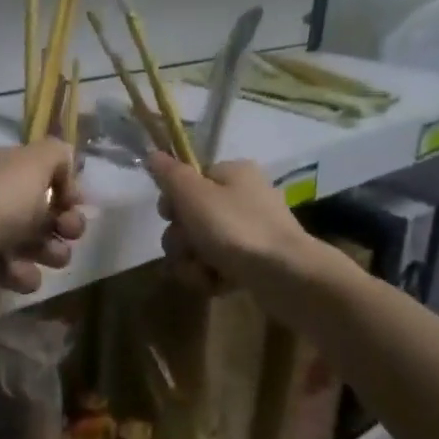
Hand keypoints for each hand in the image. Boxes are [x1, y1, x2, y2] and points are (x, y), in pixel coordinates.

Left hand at [0, 140, 87, 300]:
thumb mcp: (33, 163)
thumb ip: (58, 155)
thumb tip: (65, 171)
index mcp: (4, 166)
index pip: (45, 171)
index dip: (68, 187)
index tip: (75, 202)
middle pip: (45, 210)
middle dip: (67, 223)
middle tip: (68, 232)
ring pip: (35, 244)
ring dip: (51, 252)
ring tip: (49, 257)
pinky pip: (15, 272)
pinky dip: (22, 275)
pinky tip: (17, 274)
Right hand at [145, 152, 314, 294]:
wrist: (285, 274)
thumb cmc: (236, 228)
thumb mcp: (194, 195)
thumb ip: (170, 174)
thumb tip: (153, 155)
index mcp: (233, 174)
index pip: (189, 181)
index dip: (173, 201)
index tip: (169, 216)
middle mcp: (243, 198)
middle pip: (191, 217)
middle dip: (181, 240)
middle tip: (188, 249)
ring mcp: (250, 232)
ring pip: (200, 245)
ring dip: (191, 262)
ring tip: (203, 272)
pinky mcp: (253, 262)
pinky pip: (217, 265)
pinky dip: (211, 275)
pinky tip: (215, 283)